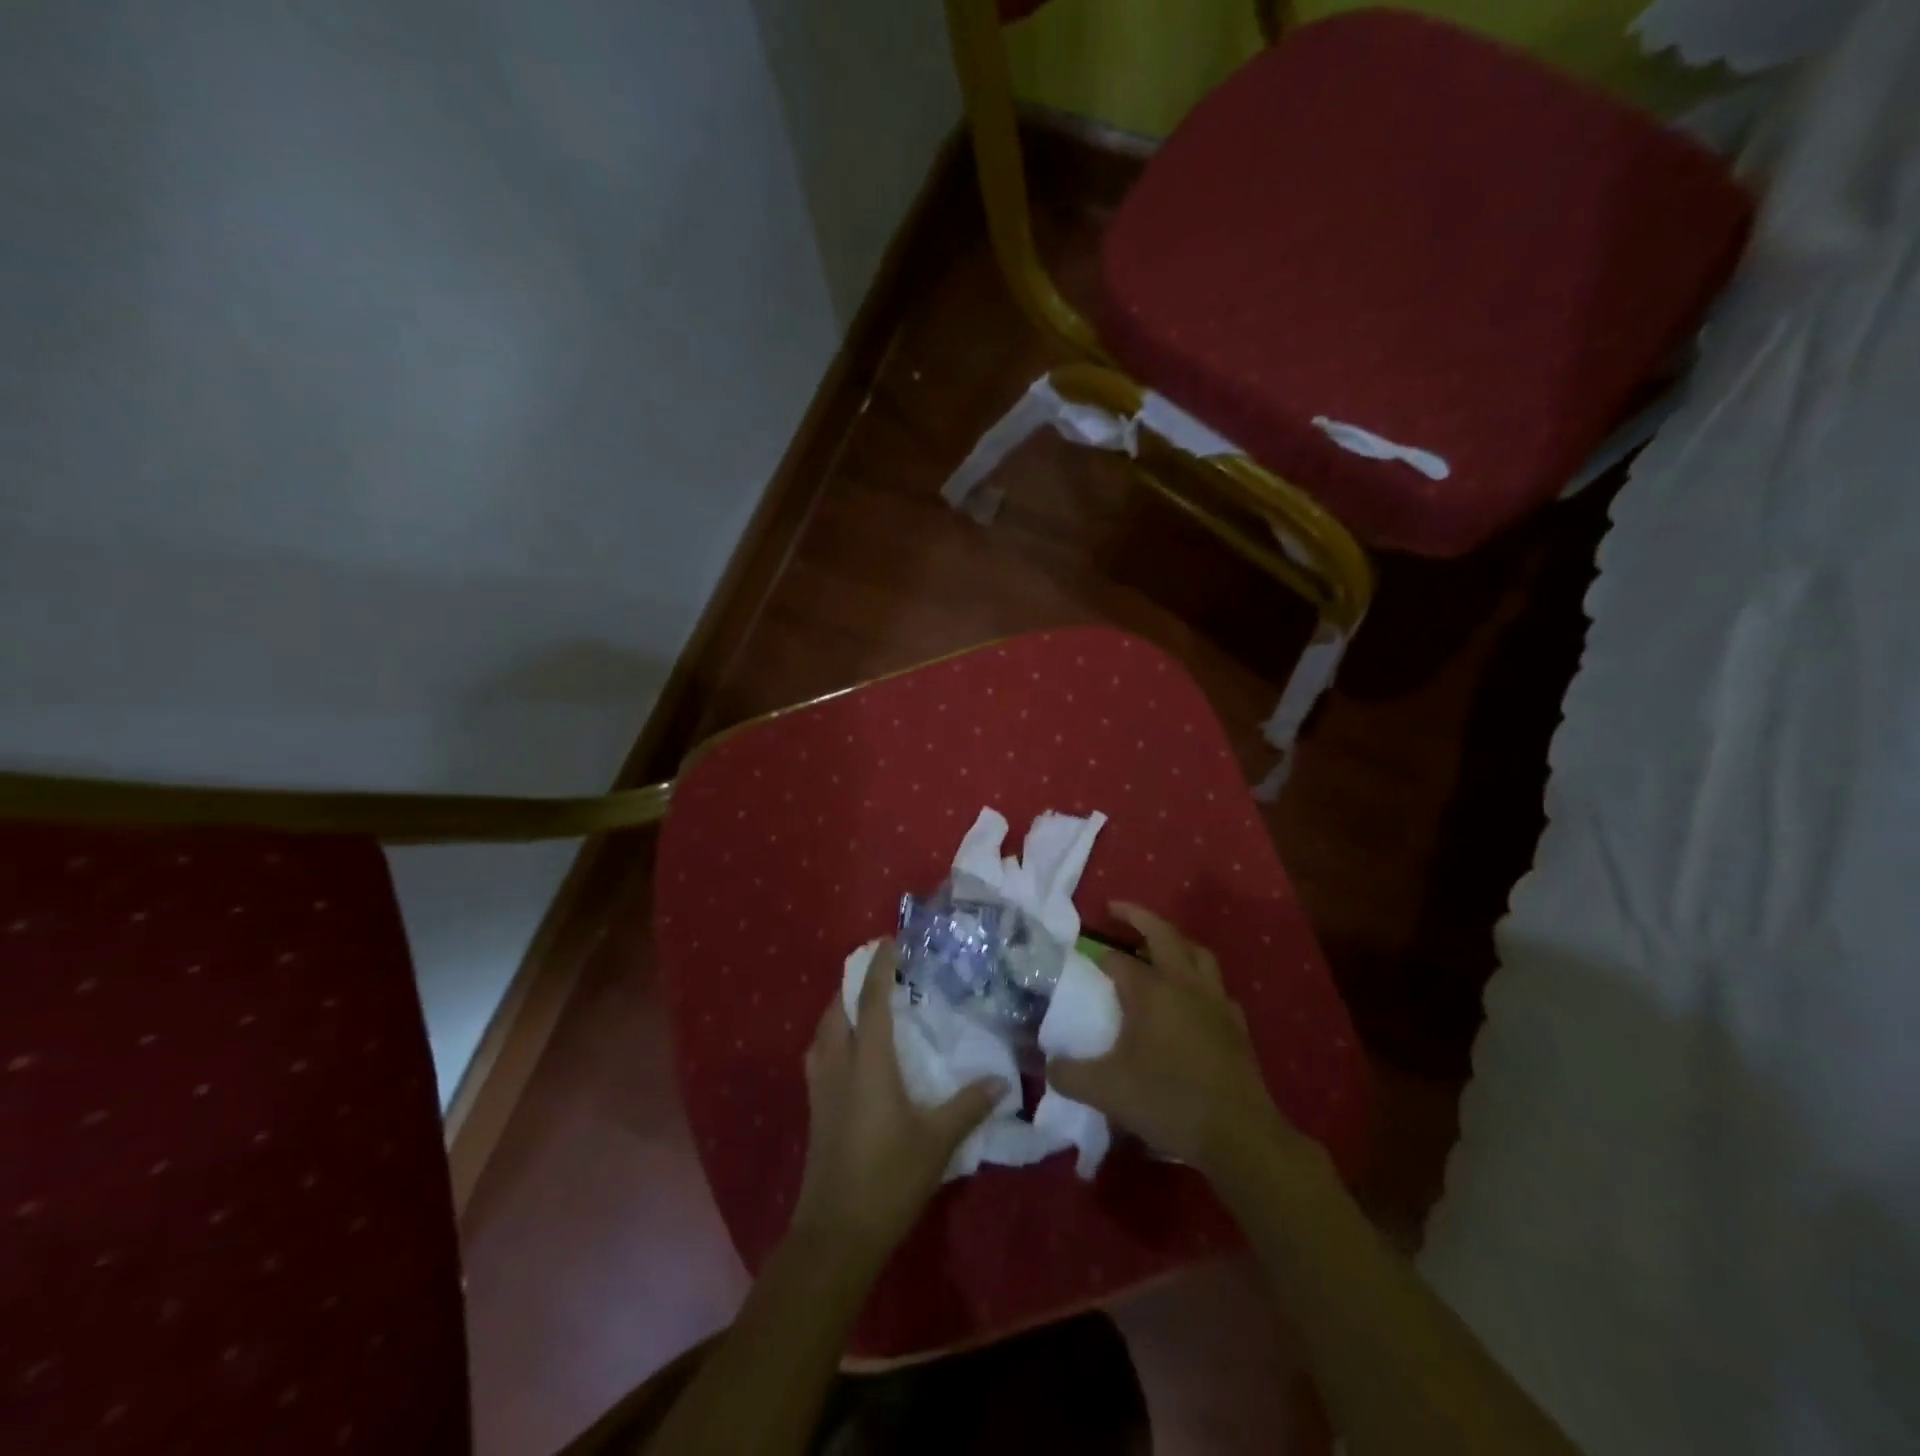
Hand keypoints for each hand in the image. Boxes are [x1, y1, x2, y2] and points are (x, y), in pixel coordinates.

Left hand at [791, 942, 1007, 1259]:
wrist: (835, 1235)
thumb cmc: (888, 1180)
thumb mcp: (937, 1142)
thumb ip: (968, 1106)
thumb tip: (1001, 1080)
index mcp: (868, 1063)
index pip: (871, 1000)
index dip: (879, 967)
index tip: (889, 940)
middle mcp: (839, 1064)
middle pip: (837, 1008)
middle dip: (853, 982)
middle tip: (880, 970)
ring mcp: (821, 1087)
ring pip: (823, 1031)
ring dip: (839, 1008)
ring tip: (864, 1002)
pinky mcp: (815, 1108)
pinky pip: (819, 1054)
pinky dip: (833, 1035)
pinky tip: (851, 1051)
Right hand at [1049, 903, 1296, 1177]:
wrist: (1238, 1135)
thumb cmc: (1168, 1101)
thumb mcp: (1106, 1091)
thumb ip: (1069, 1075)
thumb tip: (1048, 1066)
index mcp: (1152, 991)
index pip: (1117, 960)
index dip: (1097, 957)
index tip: (1082, 963)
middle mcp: (1184, 984)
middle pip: (1163, 933)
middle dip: (1137, 916)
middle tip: (1115, 909)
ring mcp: (1216, 1002)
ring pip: (1197, 953)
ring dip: (1175, 941)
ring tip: (1157, 946)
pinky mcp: (1236, 1025)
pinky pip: (1216, 988)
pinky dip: (1200, 980)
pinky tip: (1192, 999)